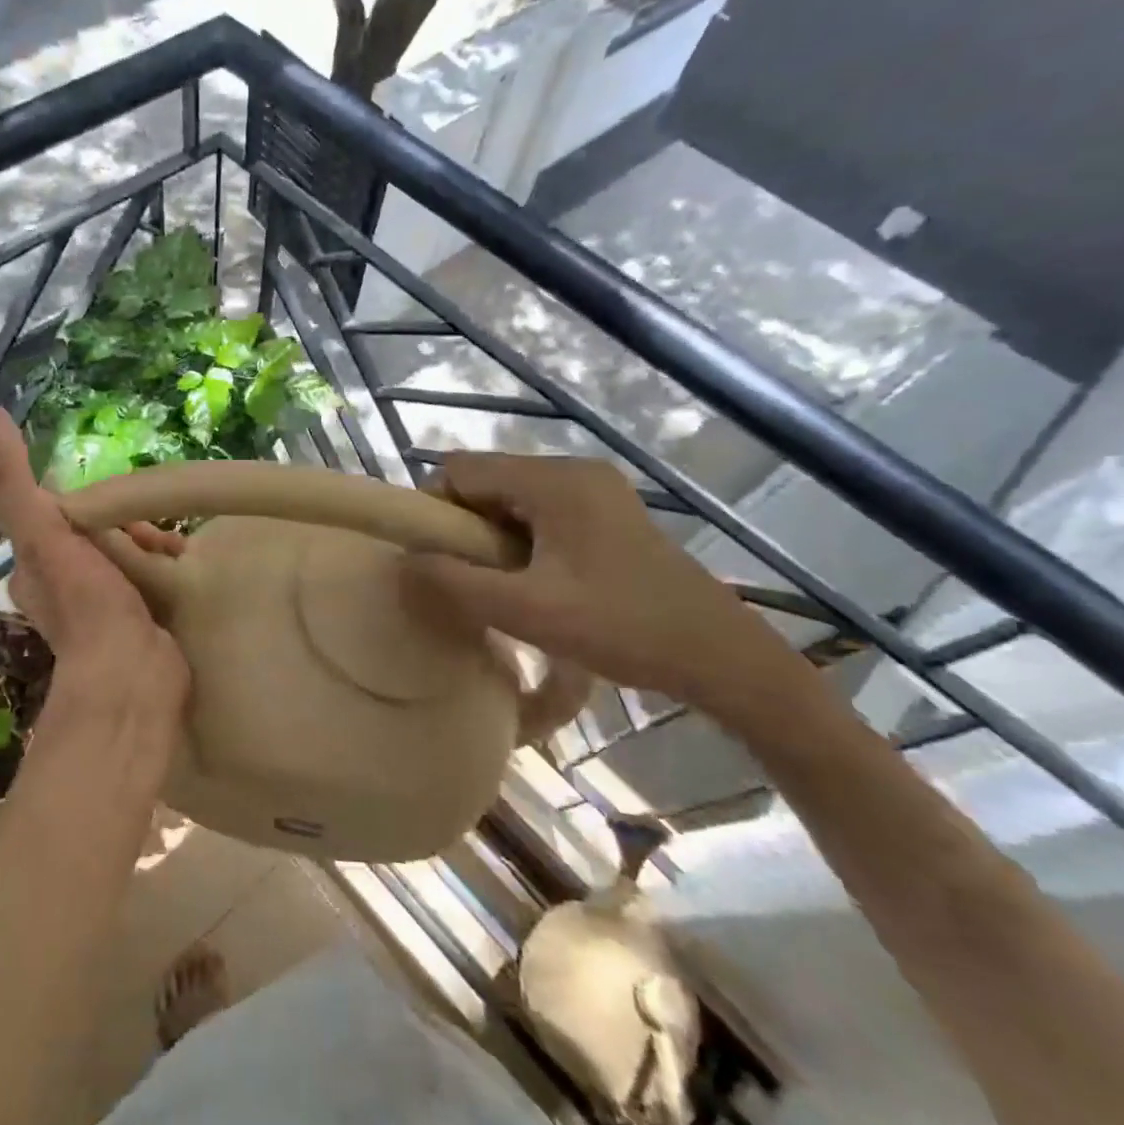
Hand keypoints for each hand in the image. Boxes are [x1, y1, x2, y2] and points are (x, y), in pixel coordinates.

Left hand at [0, 409, 189, 744]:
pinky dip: (165, 567)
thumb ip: (15, 482)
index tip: (116, 503)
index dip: (90, 503)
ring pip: (128, 553)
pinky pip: (150, 577)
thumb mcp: (45, 533)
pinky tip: (181, 565)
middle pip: (100, 532)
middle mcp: (64, 585)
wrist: (132, 675)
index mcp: (36, 565)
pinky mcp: (137, 619)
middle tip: (150, 530)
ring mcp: (102, 605)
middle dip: (128, 523)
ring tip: (173, 549)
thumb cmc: (85, 603)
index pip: (60, 513)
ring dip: (151, 544)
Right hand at [402, 452, 806, 723]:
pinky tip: (532, 582)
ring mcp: (595, 489)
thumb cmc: (622, 628)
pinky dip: (520, 541)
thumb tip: (404, 562)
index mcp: (554, 481)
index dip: (435, 508)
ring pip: (511, 499)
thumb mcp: (528, 612)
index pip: (461, 469)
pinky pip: (540, 513)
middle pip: (486, 481)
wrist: (719, 655)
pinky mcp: (608, 512)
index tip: (435, 559)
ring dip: (491, 537)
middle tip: (467, 579)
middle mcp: (573, 470)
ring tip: (499, 586)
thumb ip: (456, 584)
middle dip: (464, 527)